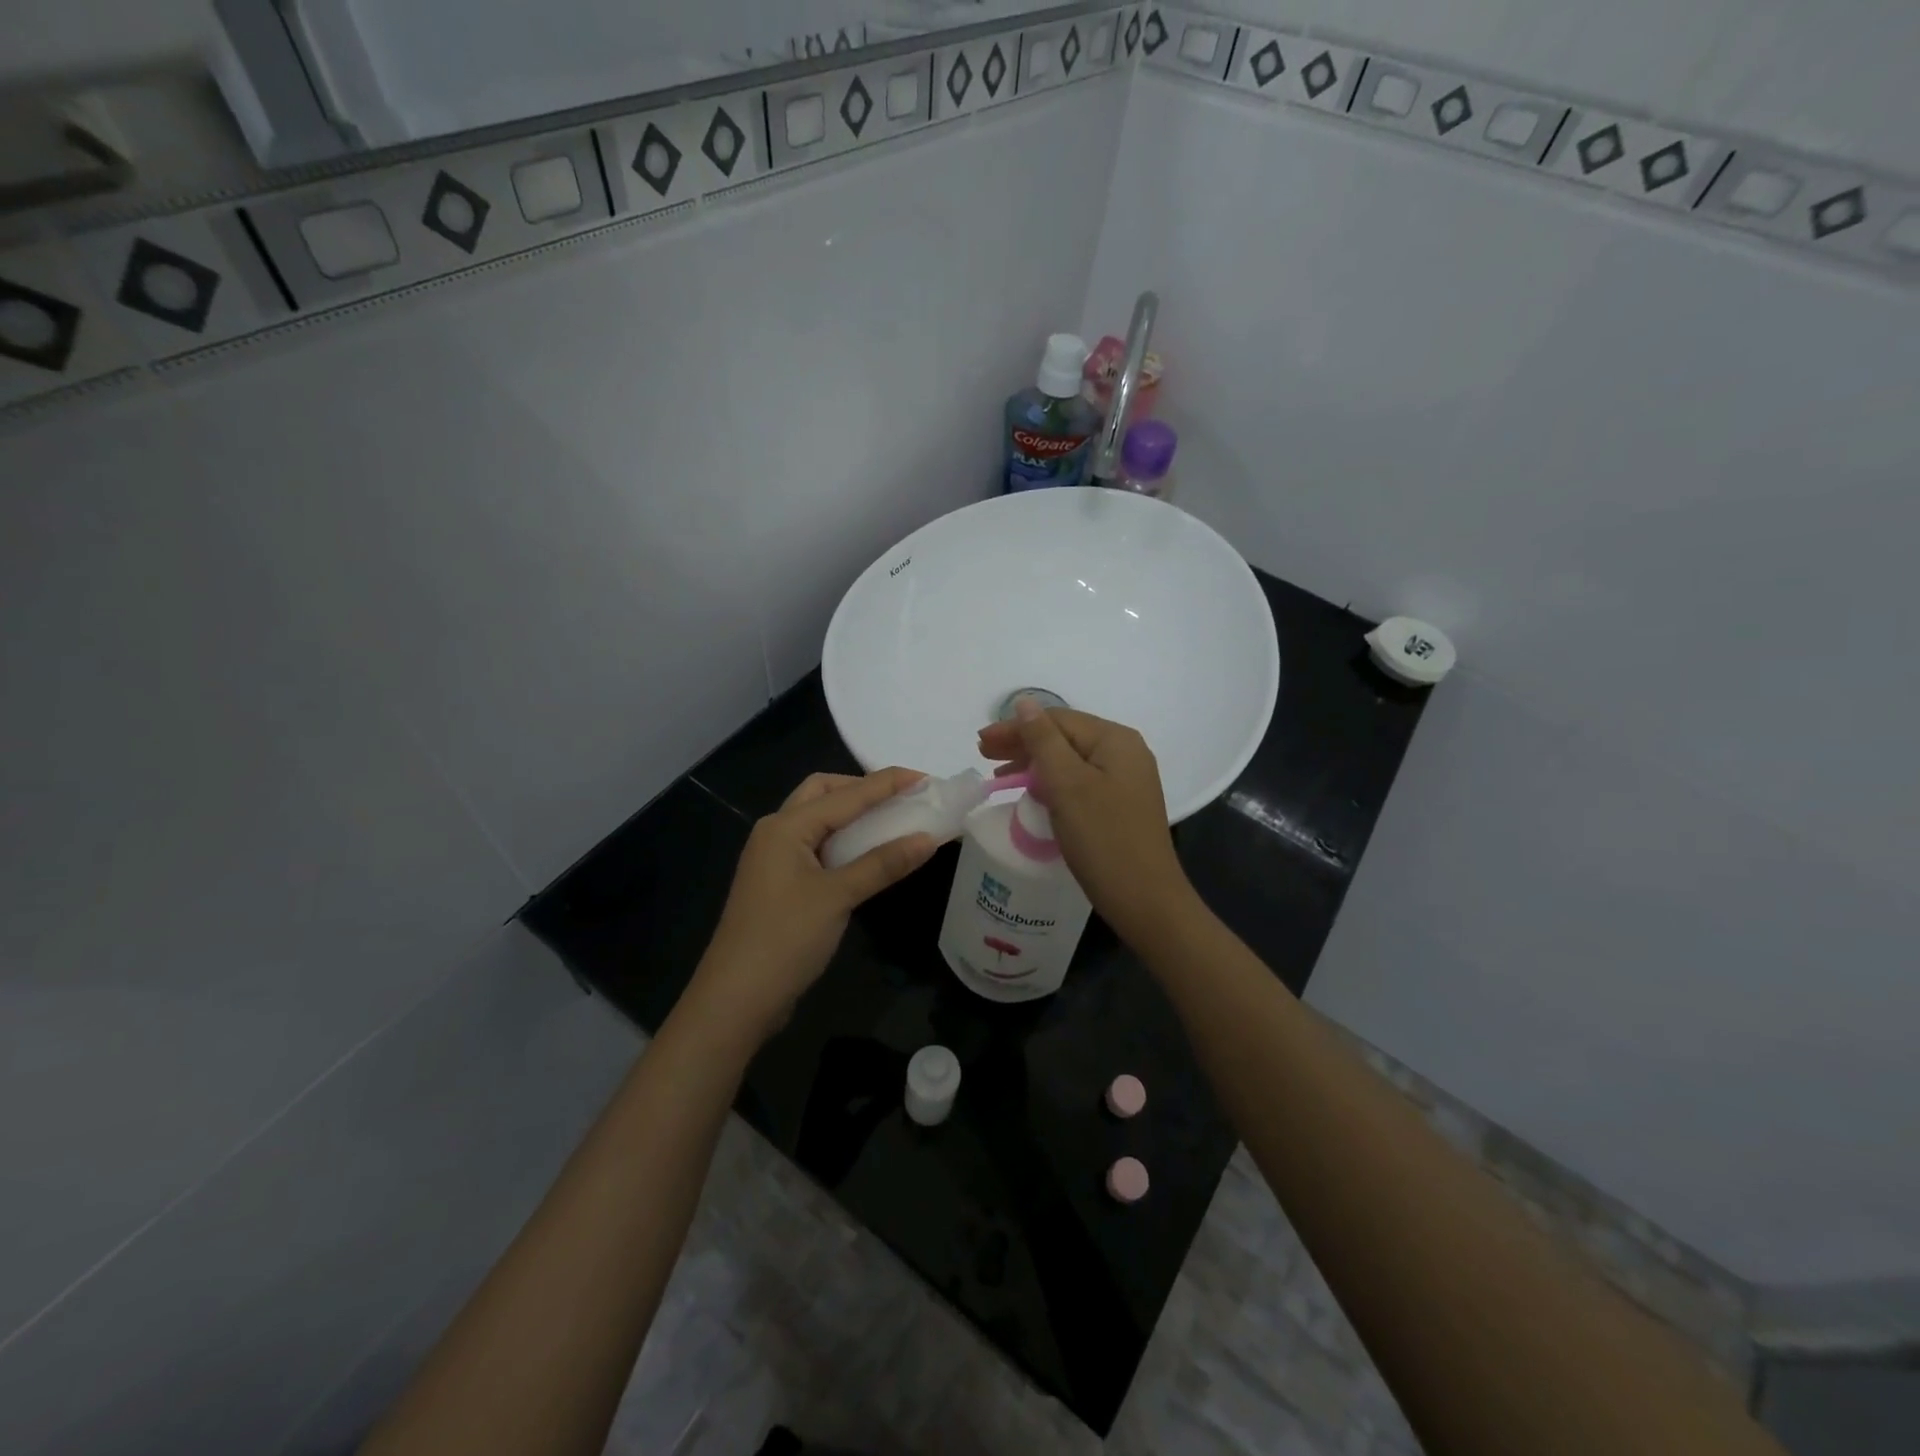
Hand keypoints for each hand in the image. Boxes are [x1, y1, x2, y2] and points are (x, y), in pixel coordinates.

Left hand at [685, 767, 936, 1048]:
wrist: (736, 999)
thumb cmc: (785, 939)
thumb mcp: (838, 897)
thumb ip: (882, 864)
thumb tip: (928, 838)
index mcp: (786, 826)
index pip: (846, 793)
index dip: (888, 783)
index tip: (927, 779)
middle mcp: (776, 832)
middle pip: (823, 793)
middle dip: (862, 789)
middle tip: (900, 800)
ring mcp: (774, 859)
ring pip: (818, 820)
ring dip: (852, 815)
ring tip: (891, 821)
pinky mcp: (779, 884)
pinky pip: (816, 847)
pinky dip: (843, 842)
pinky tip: (866, 856)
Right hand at [977, 702, 1193, 941]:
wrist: (1145, 900)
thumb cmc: (1103, 838)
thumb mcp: (1067, 784)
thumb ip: (1043, 740)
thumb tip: (1024, 702)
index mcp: (1115, 740)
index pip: (1057, 720)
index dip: (1015, 727)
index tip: (980, 742)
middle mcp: (1124, 753)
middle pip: (1064, 737)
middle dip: (1022, 743)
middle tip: (983, 755)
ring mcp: (1125, 780)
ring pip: (1070, 761)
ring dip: (1033, 763)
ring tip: (1000, 775)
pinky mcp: (1120, 805)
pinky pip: (1078, 782)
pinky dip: (1051, 783)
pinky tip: (1032, 792)